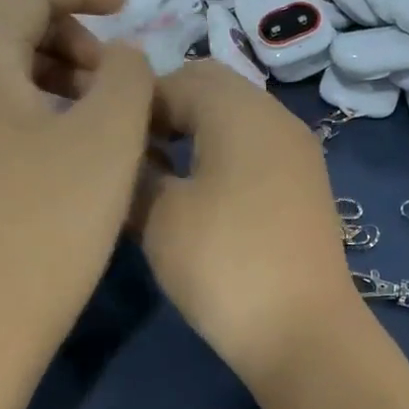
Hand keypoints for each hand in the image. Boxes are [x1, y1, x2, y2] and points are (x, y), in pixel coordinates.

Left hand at [0, 0, 152, 360]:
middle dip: (67, 30)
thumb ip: (128, 75)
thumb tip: (121, 57)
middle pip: (3, 22)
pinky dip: (30, 104)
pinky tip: (63, 144)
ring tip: (97, 109)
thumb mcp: (108, 138)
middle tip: (114, 71)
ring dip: (50, 69)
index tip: (130, 6)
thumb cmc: (49, 223)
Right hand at [132, 62, 366, 386]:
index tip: (104, 137)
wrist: (302, 331)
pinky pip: (254, 151)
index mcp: (240, 109)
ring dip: (193, 134)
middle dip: (165, 111)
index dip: (133, 102)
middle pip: (211, 89)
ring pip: (234, 120)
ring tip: (158, 176)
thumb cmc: (223, 263)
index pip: (175, 78)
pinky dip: (221, 157)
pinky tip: (197, 197)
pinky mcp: (305, 187)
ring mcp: (297, 153)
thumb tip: (127, 159)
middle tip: (130, 153)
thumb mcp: (159, 216)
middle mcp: (276, 117)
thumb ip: (136, 173)